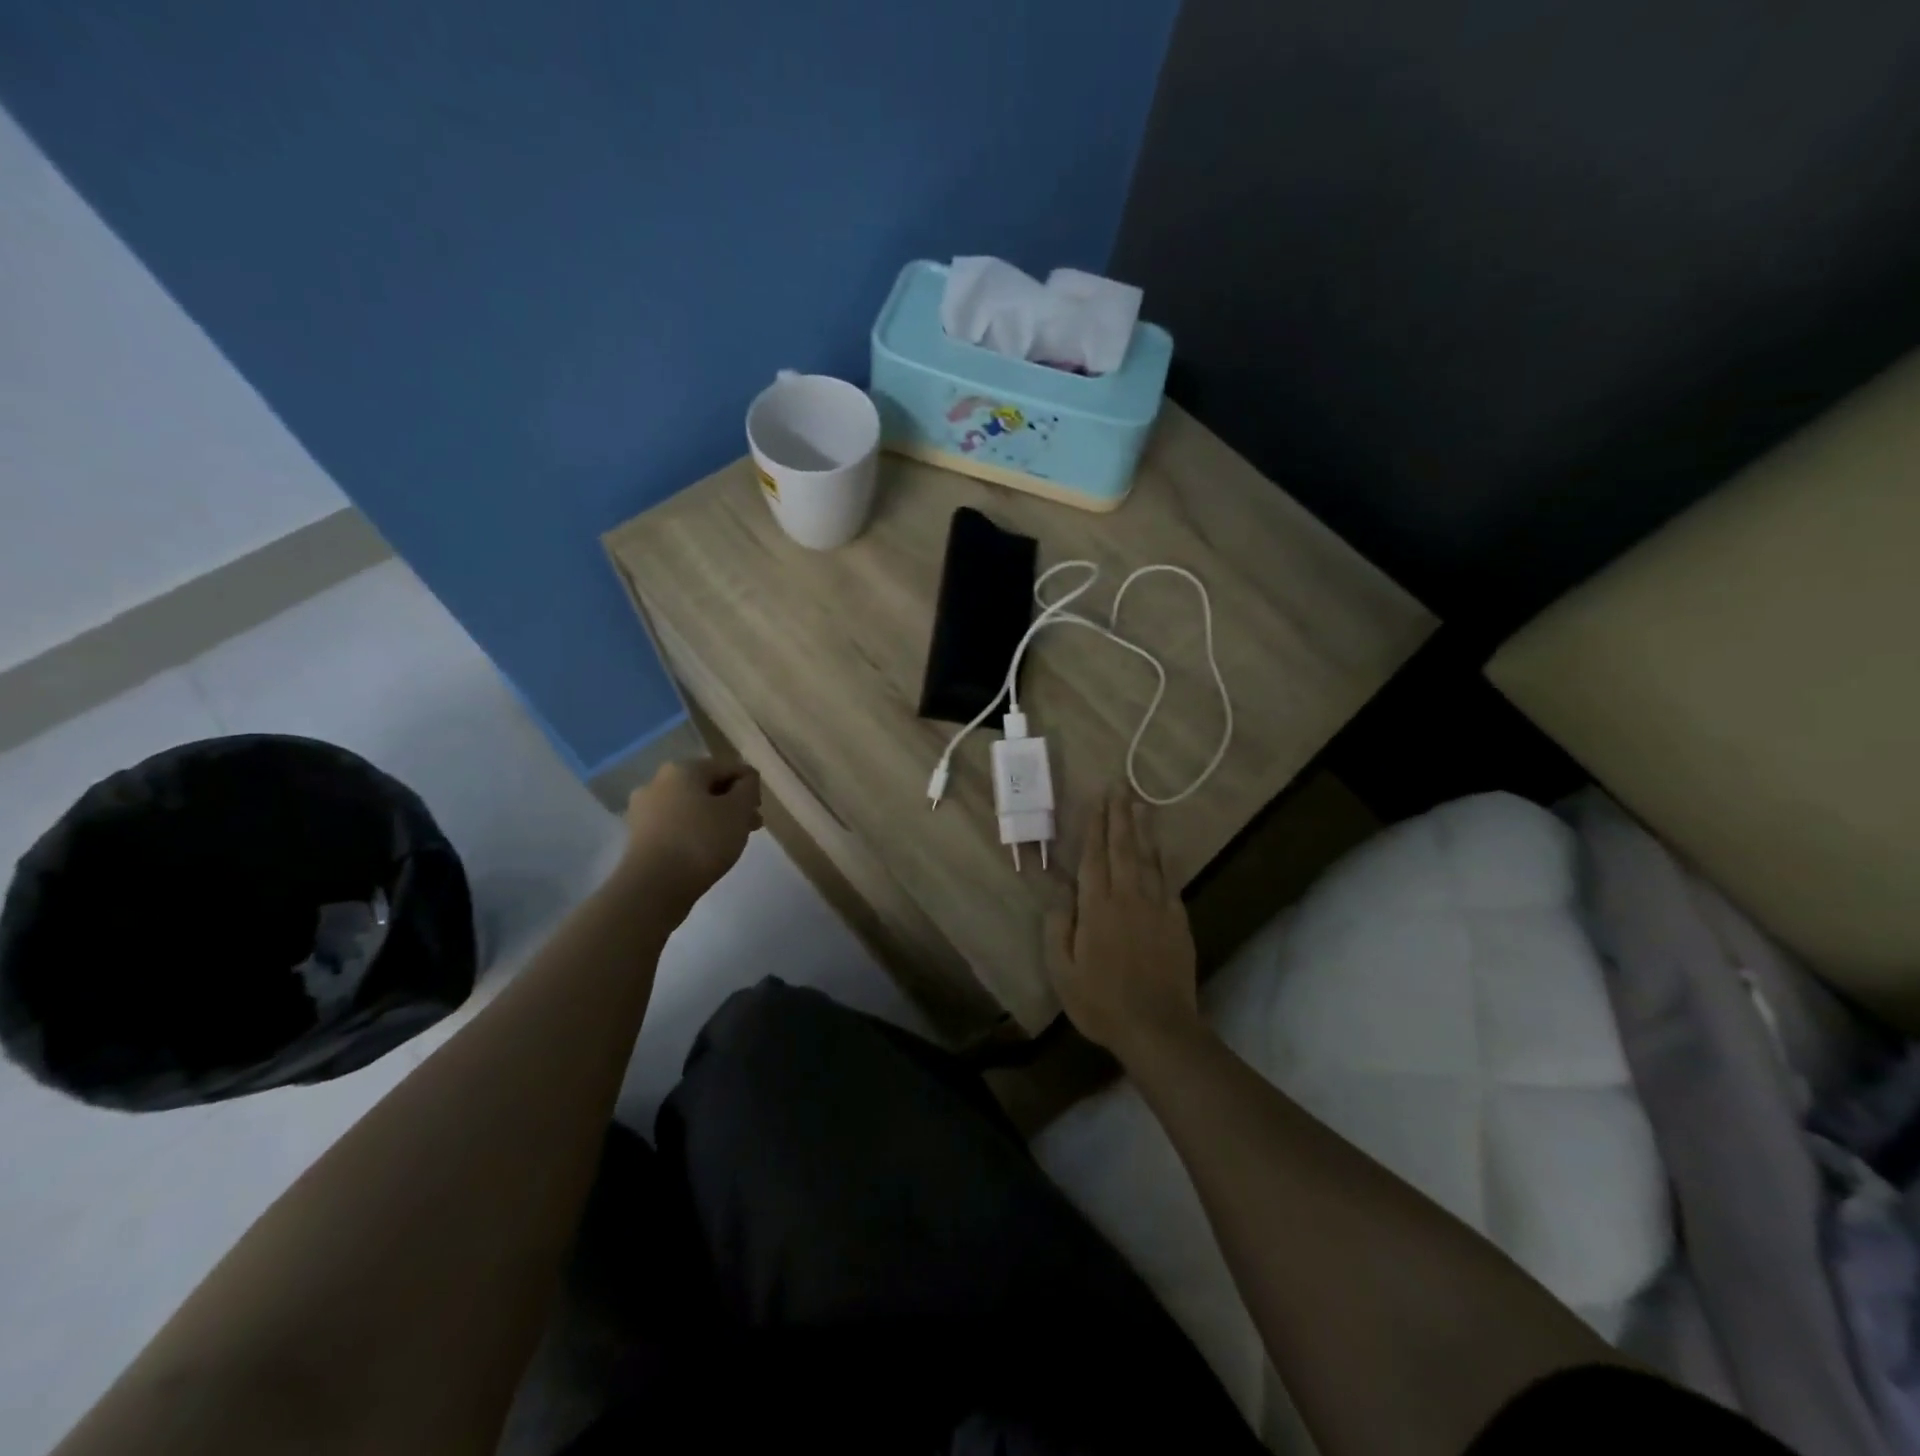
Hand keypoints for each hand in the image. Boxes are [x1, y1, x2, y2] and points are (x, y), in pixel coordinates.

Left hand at [623, 758, 761, 902]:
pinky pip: (676, 825)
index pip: (728, 767)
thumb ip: (748, 788)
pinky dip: (695, 831)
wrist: (653, 887)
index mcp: (683, 769)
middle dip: (732, 803)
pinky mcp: (639, 835)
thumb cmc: (701, 841)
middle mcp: (658, 782)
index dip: (750, 785)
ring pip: (691, 806)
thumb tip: (746, 780)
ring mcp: (644, 809)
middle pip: (707, 786)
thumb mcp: (738, 811)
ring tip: (732, 840)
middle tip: (751, 826)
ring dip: (715, 818)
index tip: (759, 810)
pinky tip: (706, 850)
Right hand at [1045, 788, 1203, 1061]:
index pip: (1095, 857)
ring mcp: (1157, 907)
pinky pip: (1168, 880)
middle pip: (1123, 848)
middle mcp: (1128, 897)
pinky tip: (1161, 848)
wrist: (1158, 1028)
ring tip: (1141, 803)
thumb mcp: (1062, 972)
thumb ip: (1058, 929)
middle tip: (1120, 786)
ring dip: (1143, 828)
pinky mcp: (1178, 921)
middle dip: (1120, 815)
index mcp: (1097, 907)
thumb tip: (1061, 895)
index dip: (1095, 826)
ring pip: (1149, 858)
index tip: (1097, 799)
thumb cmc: (1101, 1002)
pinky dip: (1163, 859)